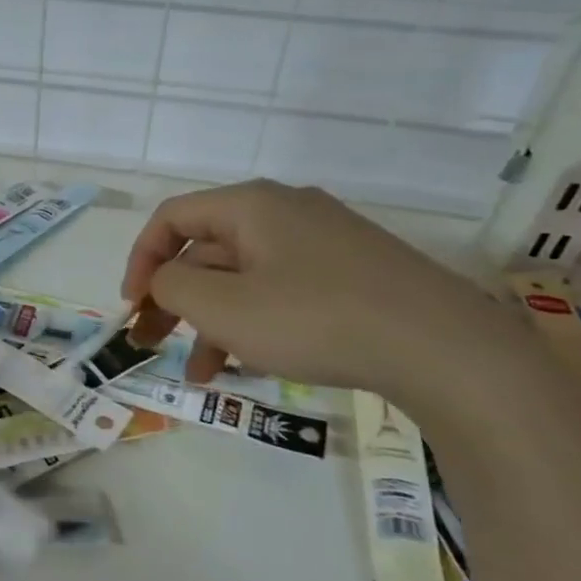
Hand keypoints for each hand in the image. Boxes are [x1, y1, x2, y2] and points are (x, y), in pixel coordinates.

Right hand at [122, 181, 522, 403]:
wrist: (448, 350)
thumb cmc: (316, 319)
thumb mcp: (224, 307)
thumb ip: (173, 288)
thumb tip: (164, 280)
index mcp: (251, 206)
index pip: (172, 218)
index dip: (141, 260)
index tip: (132, 305)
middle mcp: (285, 212)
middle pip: (207, 249)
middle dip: (173, 298)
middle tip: (151, 342)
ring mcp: (324, 242)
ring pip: (244, 277)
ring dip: (211, 320)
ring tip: (199, 374)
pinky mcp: (352, 274)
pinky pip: (281, 290)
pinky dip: (254, 322)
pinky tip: (248, 364)